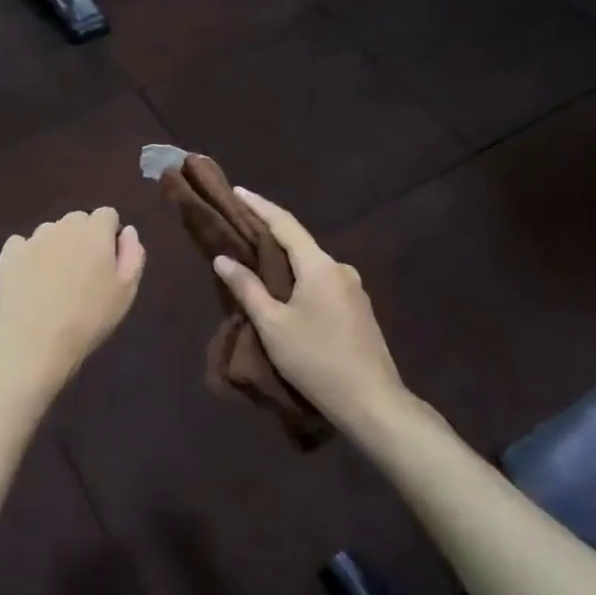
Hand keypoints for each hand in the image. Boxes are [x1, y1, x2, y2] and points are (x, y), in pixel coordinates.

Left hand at [0, 208, 145, 381]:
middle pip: (78, 220)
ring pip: (50, 231)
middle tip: (83, 272)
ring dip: (55, 246)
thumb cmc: (90, 317)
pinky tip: (29, 280)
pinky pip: (22, 245)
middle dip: (83, 237)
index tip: (107, 260)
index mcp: (95, 232)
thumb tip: (128, 231)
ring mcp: (33, 238)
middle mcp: (64, 226)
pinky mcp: (9, 253)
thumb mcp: (126, 291)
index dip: (109, 234)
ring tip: (54, 280)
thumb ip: (133, 254)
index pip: (107, 215)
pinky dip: (27, 256)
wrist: (36, 339)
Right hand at [212, 189, 408, 423]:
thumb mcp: (272, 325)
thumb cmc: (316, 360)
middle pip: (299, 242)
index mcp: (320, 266)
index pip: (285, 224)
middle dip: (269, 232)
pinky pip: (322, 281)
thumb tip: (223, 259)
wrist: (372, 402)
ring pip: (311, 264)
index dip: (259, 206)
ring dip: (285, 259)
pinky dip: (299, 277)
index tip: (238, 192)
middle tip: (240, 226)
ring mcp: (354, 289)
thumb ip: (247, 288)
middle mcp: (340, 269)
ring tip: (257, 260)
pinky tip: (285, 290)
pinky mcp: (358, 309)